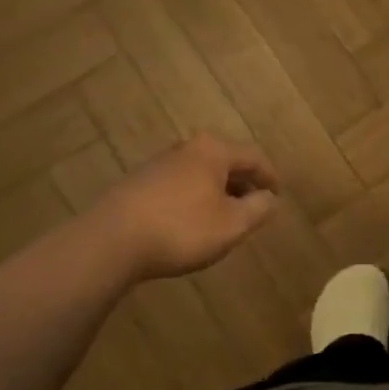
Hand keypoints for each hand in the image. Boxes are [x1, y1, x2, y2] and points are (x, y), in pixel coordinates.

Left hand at [99, 132, 279, 280]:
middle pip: (225, 161)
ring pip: (201, 173)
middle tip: (254, 206)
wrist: (111, 241)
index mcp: (214, 151)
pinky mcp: (138, 183)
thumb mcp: (232, 224)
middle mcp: (187, 148)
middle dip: (242, 183)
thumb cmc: (182, 228)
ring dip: (217, 192)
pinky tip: (191, 222)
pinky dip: (194, 198)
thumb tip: (270, 198)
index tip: (277, 196)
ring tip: (224, 217)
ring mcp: (159, 164)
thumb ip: (258, 209)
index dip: (270, 177)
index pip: (254, 157)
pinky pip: (179, 185)